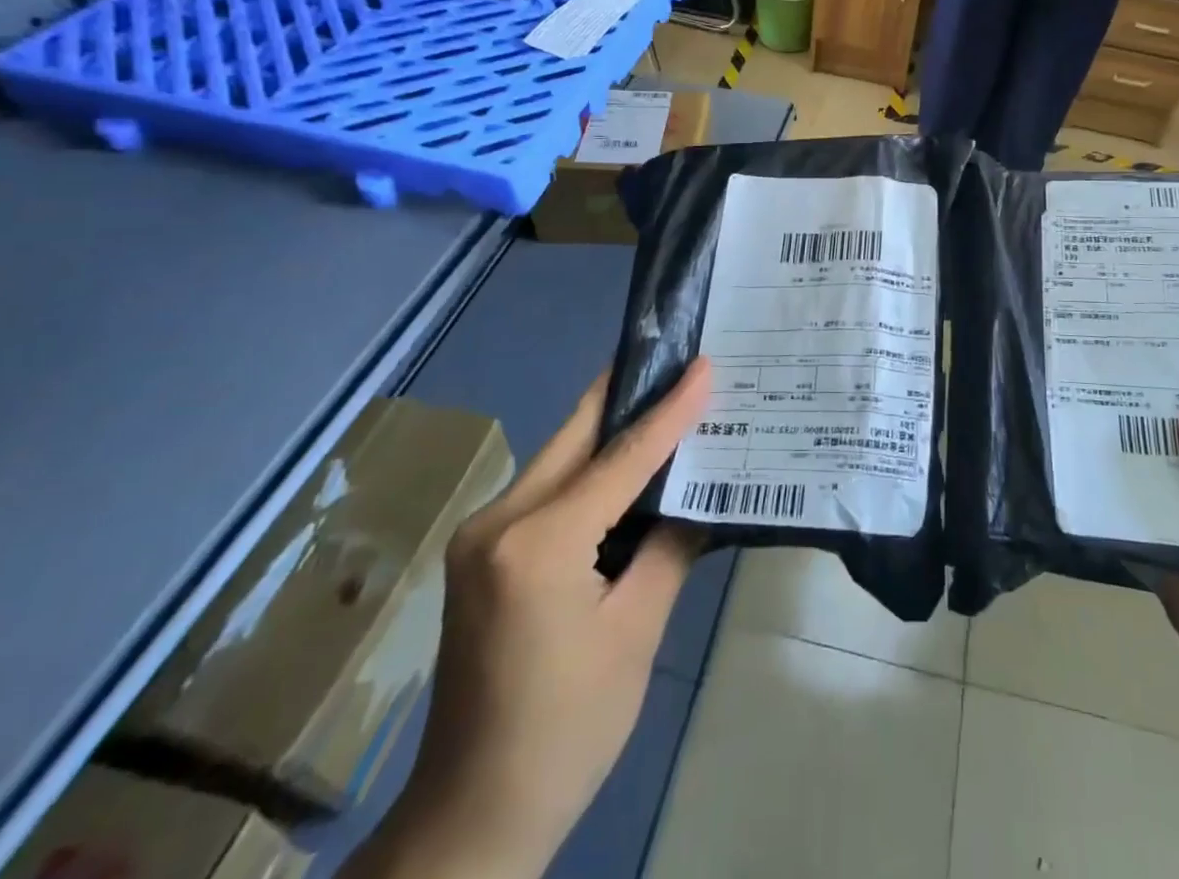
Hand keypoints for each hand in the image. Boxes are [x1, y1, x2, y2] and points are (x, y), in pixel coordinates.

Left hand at [341, 361, 711, 878]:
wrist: (473, 816)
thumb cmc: (568, 729)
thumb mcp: (637, 632)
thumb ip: (671, 545)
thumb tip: (702, 492)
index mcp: (537, 544)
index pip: (622, 457)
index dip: (669, 408)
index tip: (704, 362)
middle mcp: (497, 522)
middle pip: (577, 436)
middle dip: (630, 394)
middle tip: (680, 361)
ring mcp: (481, 535)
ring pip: (561, 457)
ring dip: (613, 432)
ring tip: (667, 403)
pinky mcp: (481, 552)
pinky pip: (548, 489)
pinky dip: (592, 470)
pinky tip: (629, 465)